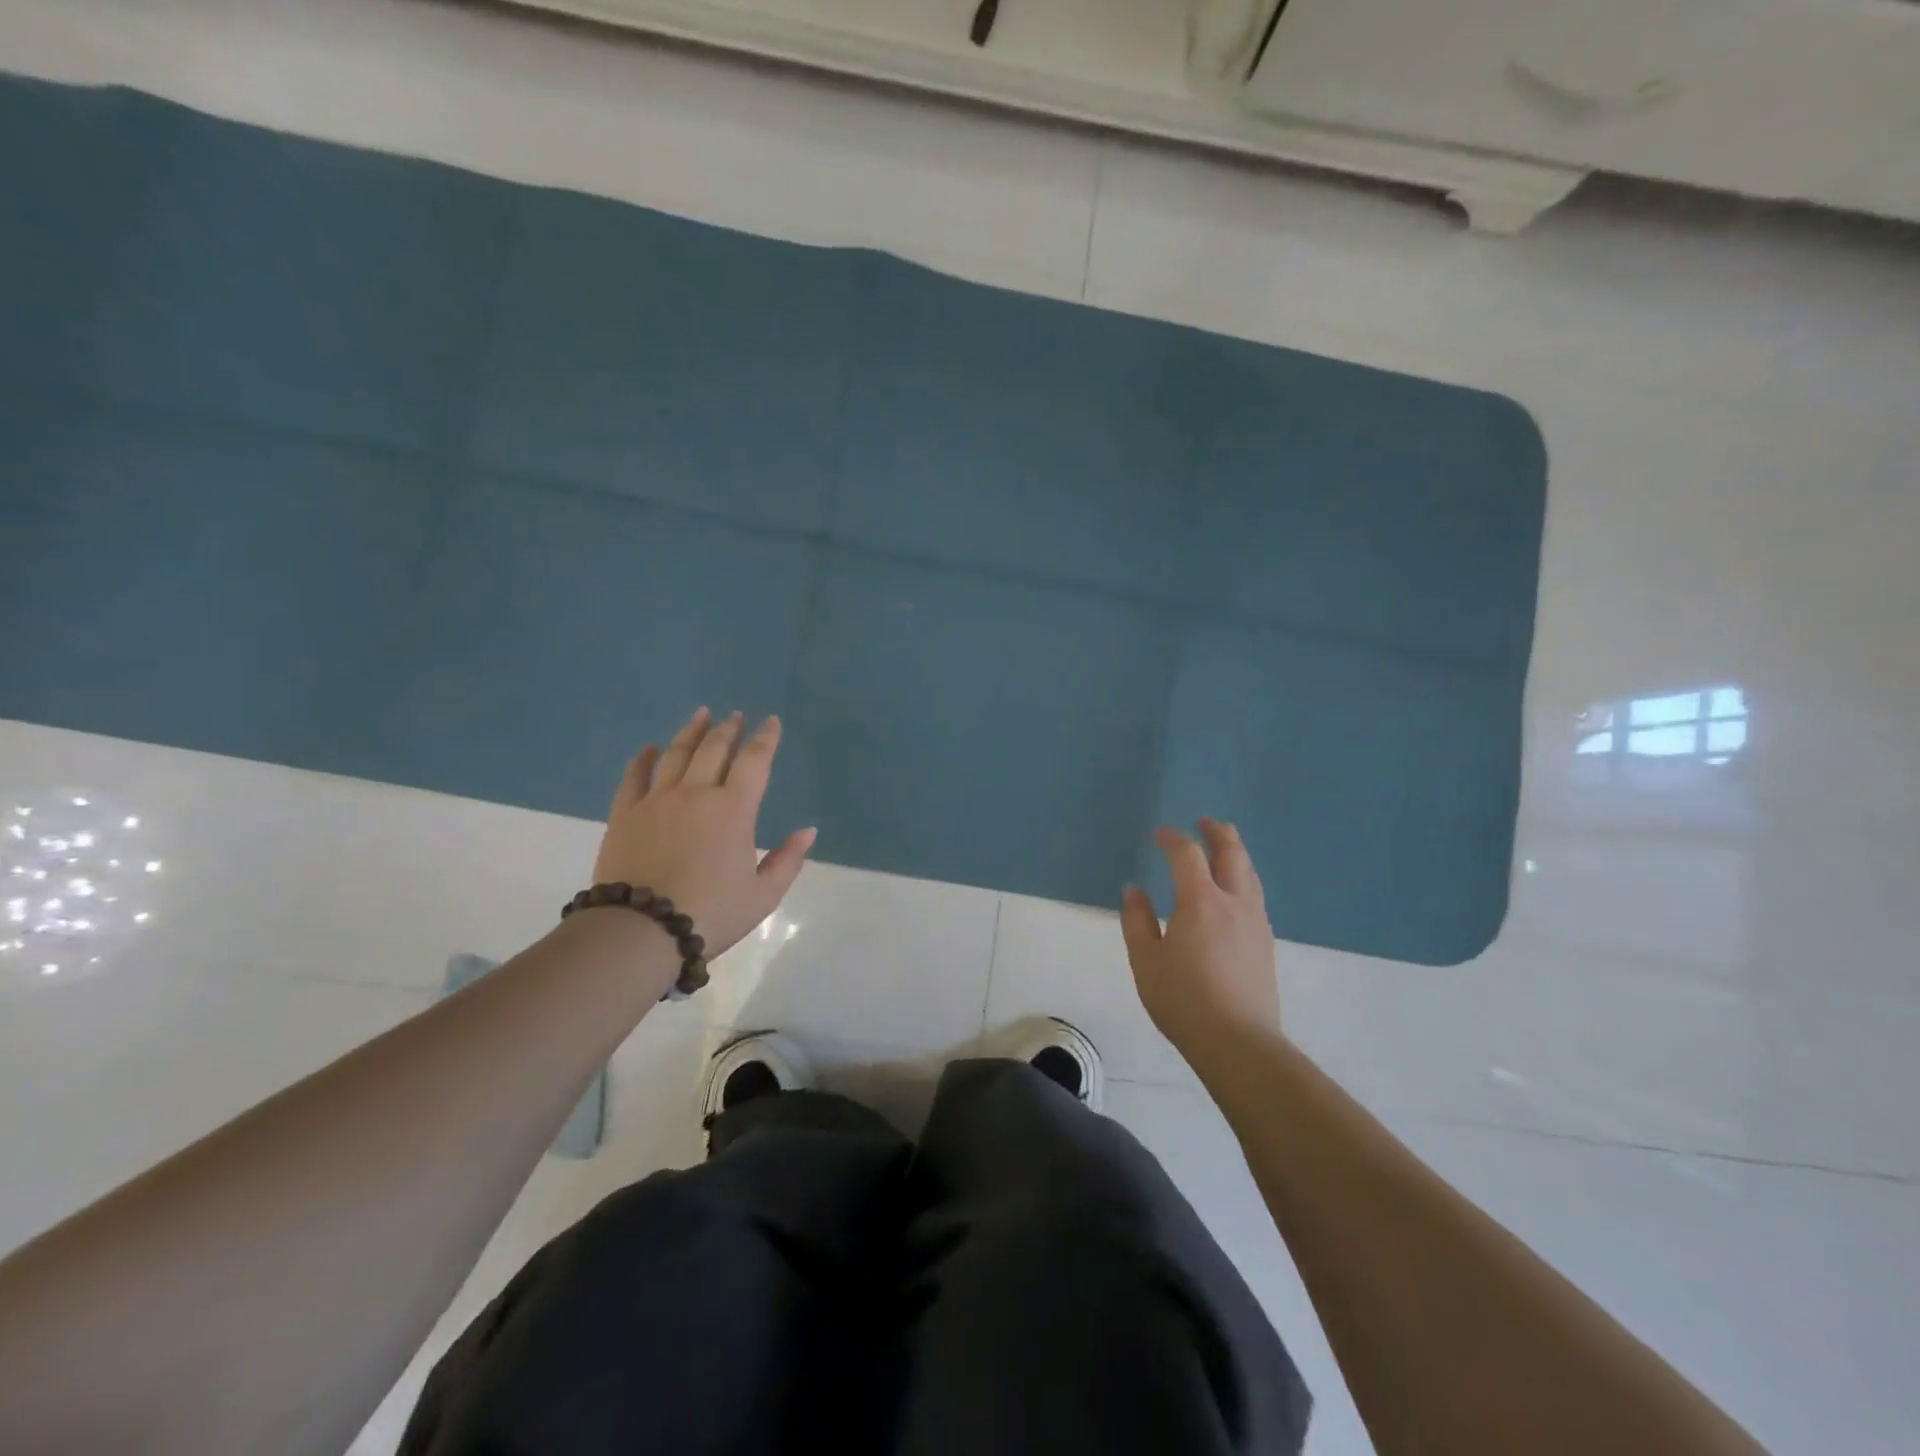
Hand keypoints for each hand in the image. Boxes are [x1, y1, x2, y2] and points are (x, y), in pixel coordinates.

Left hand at [591, 708, 816, 957]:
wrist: (640, 932)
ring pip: (676, 754)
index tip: (771, 721)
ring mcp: (657, 800)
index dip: (765, 738)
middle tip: (735, 716)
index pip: (754, 761)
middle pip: (714, 749)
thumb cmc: (711, 913)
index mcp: (733, 809)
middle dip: (729, 729)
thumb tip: (808, 831)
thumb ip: (788, 860)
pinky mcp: (625, 814)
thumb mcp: (763, 895)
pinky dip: (643, 758)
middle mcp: (696, 793)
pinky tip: (649, 747)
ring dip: (691, 732)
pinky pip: (635, 776)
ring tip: (701, 714)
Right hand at [1120, 819, 1282, 1068]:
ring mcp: (1255, 922)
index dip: (1171, 838)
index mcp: (1200, 901)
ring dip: (1236, 852)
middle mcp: (1234, 902)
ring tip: (1225, 846)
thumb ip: (1137, 920)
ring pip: (1250, 873)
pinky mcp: (1266, 943)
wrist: (1240, 1043)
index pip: (1187, 854)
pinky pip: (1255, 895)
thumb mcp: (1146, 961)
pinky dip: (1243, 878)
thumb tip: (1134, 889)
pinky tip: (1235, 892)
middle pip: (1232, 853)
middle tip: (1204, 822)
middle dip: (1217, 833)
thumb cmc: (1184, 1000)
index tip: (1157, 835)